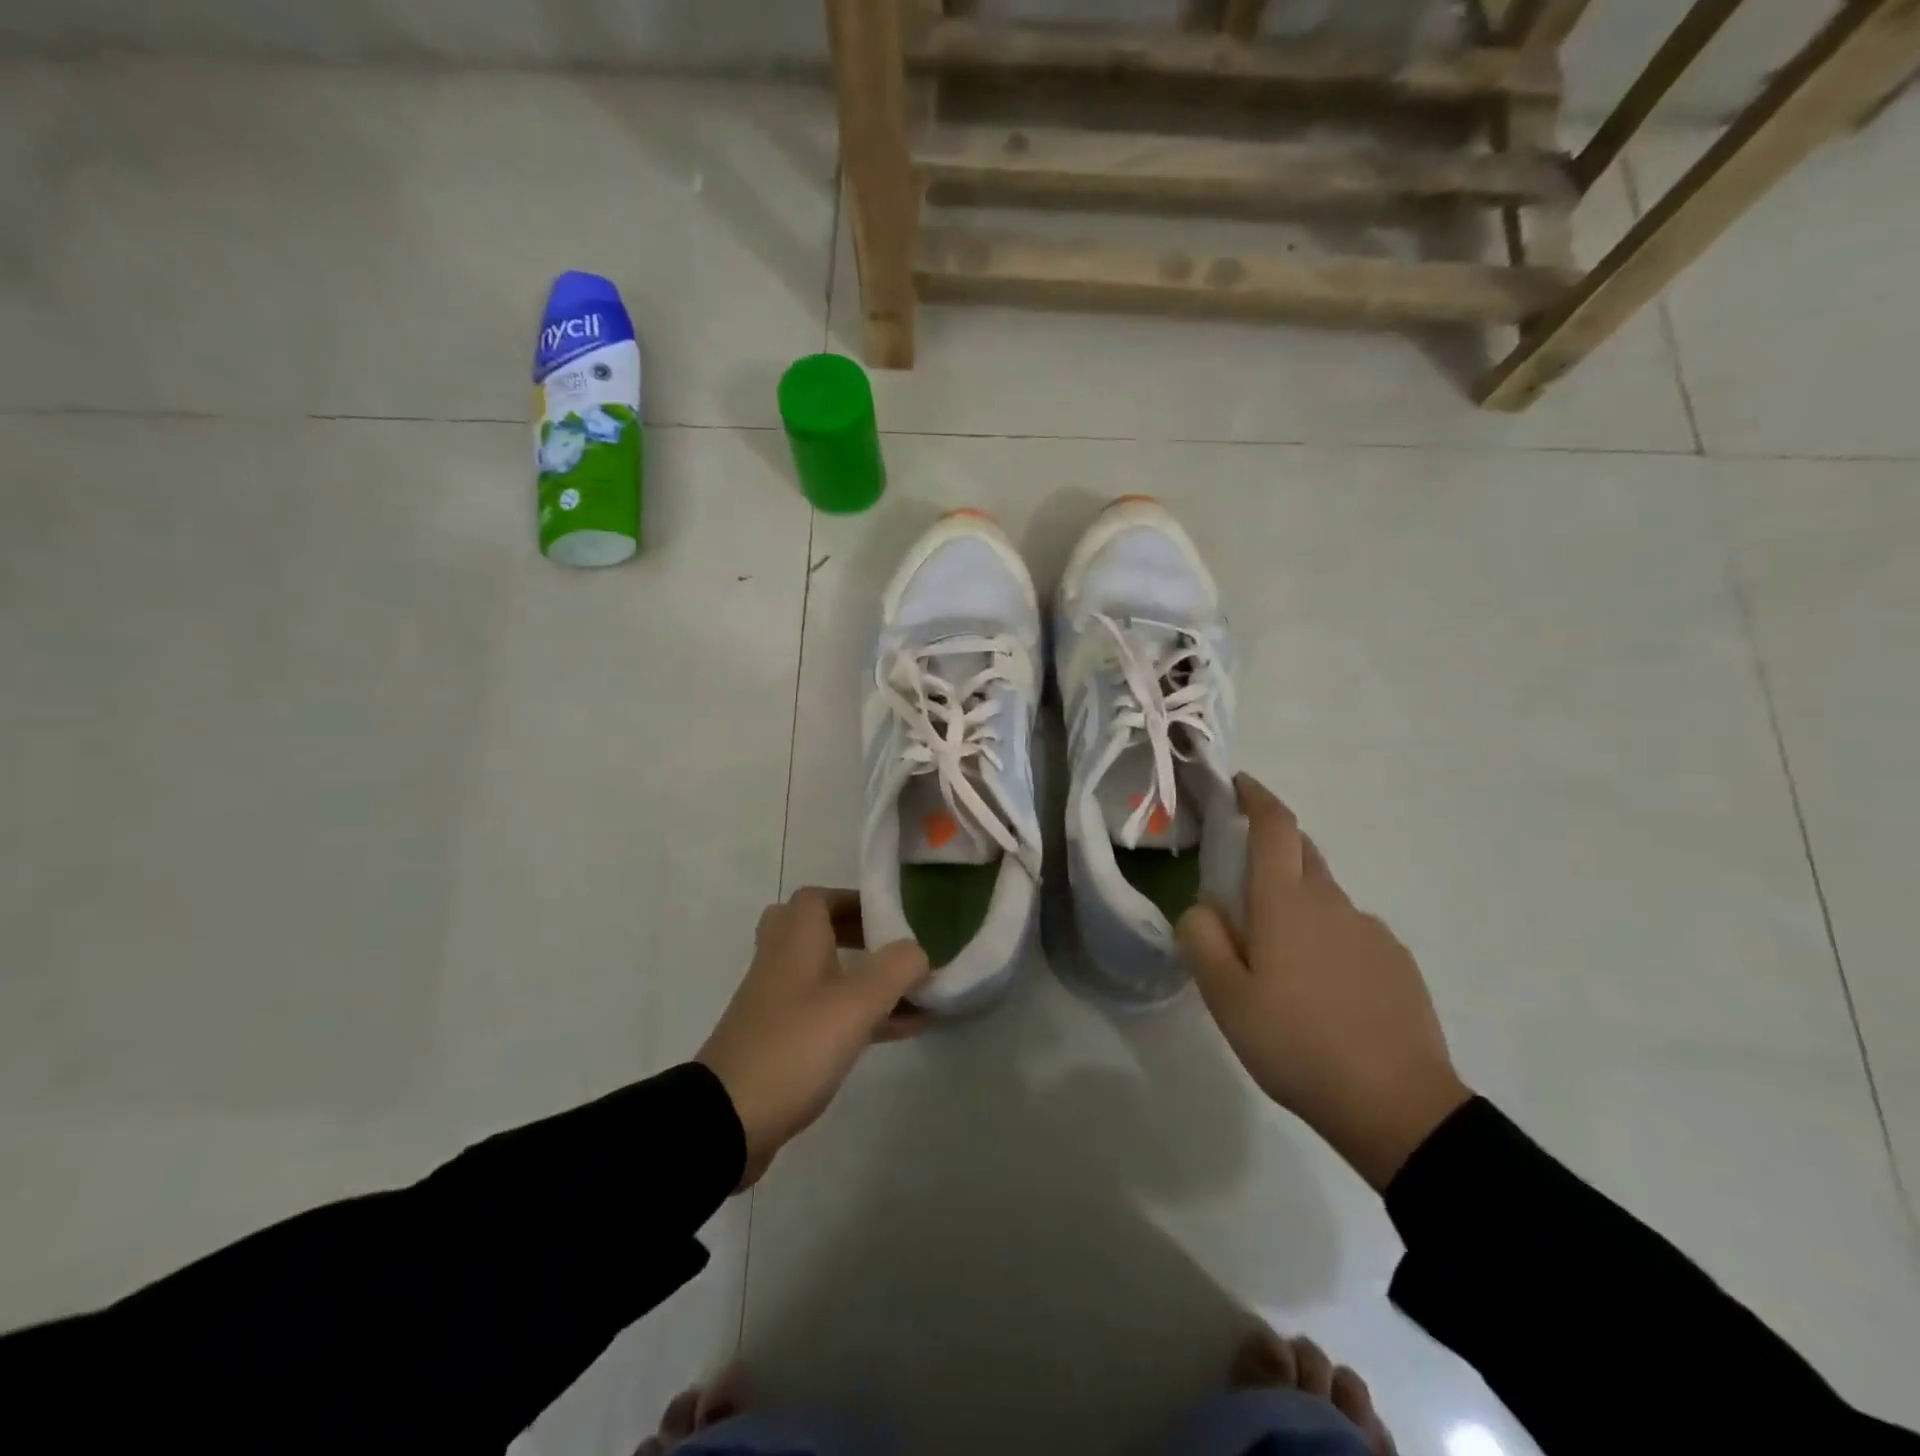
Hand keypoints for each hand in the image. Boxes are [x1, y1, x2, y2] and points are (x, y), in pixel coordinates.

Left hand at [698, 888, 929, 1189]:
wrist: (727, 1120)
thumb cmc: (794, 1046)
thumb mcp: (855, 1004)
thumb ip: (896, 969)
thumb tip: (918, 951)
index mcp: (795, 941)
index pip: (817, 898)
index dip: (853, 900)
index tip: (890, 916)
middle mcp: (781, 963)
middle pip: (816, 932)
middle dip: (858, 936)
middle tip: (892, 950)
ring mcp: (777, 1004)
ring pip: (823, 975)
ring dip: (863, 979)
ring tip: (912, 995)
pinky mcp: (779, 1042)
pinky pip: (824, 1013)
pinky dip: (858, 1014)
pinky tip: (899, 1031)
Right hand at [1177, 775, 1470, 1189]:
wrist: (1398, 1108)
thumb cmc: (1297, 1044)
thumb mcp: (1225, 997)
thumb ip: (1202, 938)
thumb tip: (1203, 905)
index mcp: (1286, 903)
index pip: (1275, 827)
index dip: (1256, 797)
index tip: (1239, 785)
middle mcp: (1333, 903)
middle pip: (1302, 853)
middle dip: (1271, 847)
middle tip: (1240, 881)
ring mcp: (1371, 932)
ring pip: (1324, 897)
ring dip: (1296, 903)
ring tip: (1278, 958)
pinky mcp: (1396, 963)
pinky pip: (1350, 931)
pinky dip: (1326, 938)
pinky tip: (1320, 989)